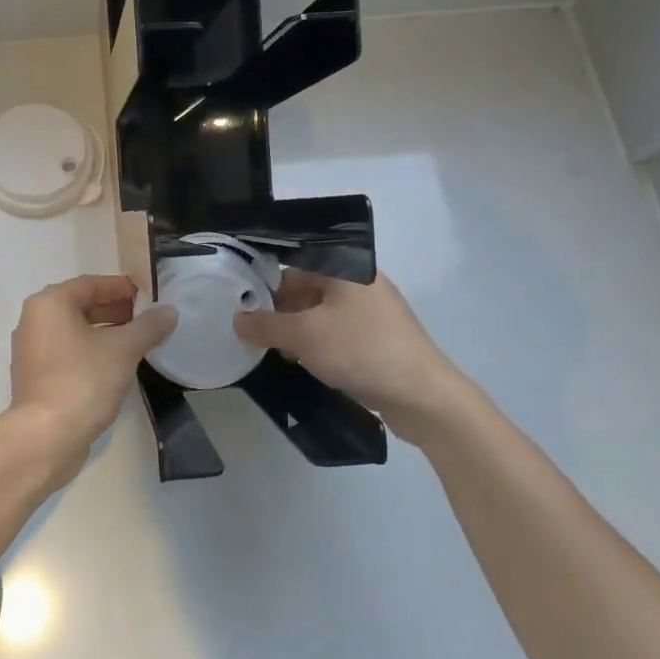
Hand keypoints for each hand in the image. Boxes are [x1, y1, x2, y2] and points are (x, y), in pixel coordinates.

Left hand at [6, 274, 176, 481]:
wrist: (46, 436)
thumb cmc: (83, 380)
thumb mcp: (123, 349)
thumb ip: (148, 326)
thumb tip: (170, 311)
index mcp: (49, 304)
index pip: (91, 284)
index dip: (122, 288)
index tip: (149, 296)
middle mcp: (34, 321)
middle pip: (80, 306)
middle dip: (115, 310)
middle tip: (147, 319)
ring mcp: (31, 351)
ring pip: (74, 331)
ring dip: (105, 333)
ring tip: (138, 342)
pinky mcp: (36, 377)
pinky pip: (68, 353)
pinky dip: (91, 352)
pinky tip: (116, 365)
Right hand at [233, 270, 475, 427]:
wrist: (422, 396)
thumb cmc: (360, 351)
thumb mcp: (303, 336)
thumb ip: (265, 325)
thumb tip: (237, 319)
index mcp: (346, 268)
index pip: (294, 263)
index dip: (265, 282)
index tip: (242, 304)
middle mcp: (360, 282)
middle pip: (306, 288)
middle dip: (279, 311)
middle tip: (255, 333)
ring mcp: (372, 311)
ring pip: (320, 313)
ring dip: (296, 331)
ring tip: (276, 352)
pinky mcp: (377, 339)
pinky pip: (336, 333)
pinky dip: (317, 345)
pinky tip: (304, 364)